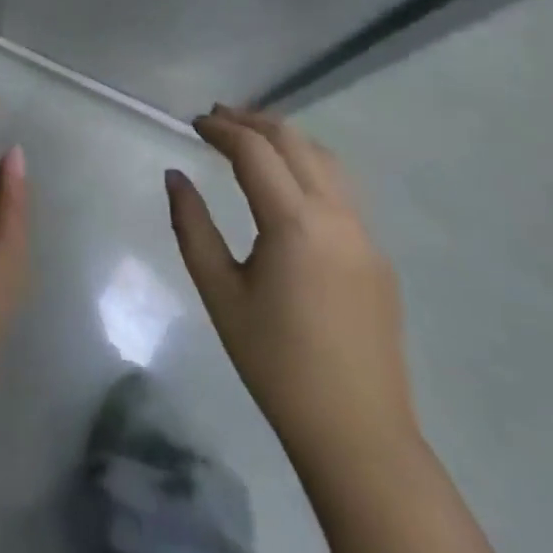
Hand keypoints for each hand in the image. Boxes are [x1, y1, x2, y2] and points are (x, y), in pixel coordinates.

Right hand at [166, 106, 415, 478]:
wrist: (357, 434)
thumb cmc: (275, 363)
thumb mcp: (219, 293)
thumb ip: (191, 227)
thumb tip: (174, 176)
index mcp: (295, 223)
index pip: (255, 150)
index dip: (221, 129)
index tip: (193, 123)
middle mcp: (336, 215)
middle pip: (294, 141)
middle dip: (253, 121)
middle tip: (217, 118)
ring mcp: (364, 234)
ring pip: (325, 159)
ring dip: (285, 138)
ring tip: (250, 137)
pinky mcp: (378, 255)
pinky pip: (341, 189)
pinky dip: (309, 166)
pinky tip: (287, 183)